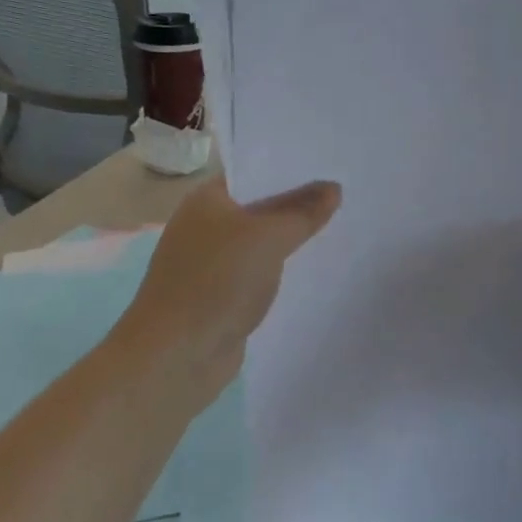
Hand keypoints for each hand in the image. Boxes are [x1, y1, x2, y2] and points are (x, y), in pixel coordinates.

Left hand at [124, 174, 339, 401]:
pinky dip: (281, 271)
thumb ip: (303, 213)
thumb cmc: (217, 282)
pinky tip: (313, 269)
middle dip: (297, 204)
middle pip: (260, 206)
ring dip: (291, 240)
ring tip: (340, 227)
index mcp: (207, 199)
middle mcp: (205, 225)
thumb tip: (333, 188)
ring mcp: (211, 263)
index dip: (291, 167)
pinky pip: (258, 273)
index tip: (331, 164)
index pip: (254, 171)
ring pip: (261, 242)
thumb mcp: (268, 238)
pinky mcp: (220, 296)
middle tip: (346, 194)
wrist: (175, 357)